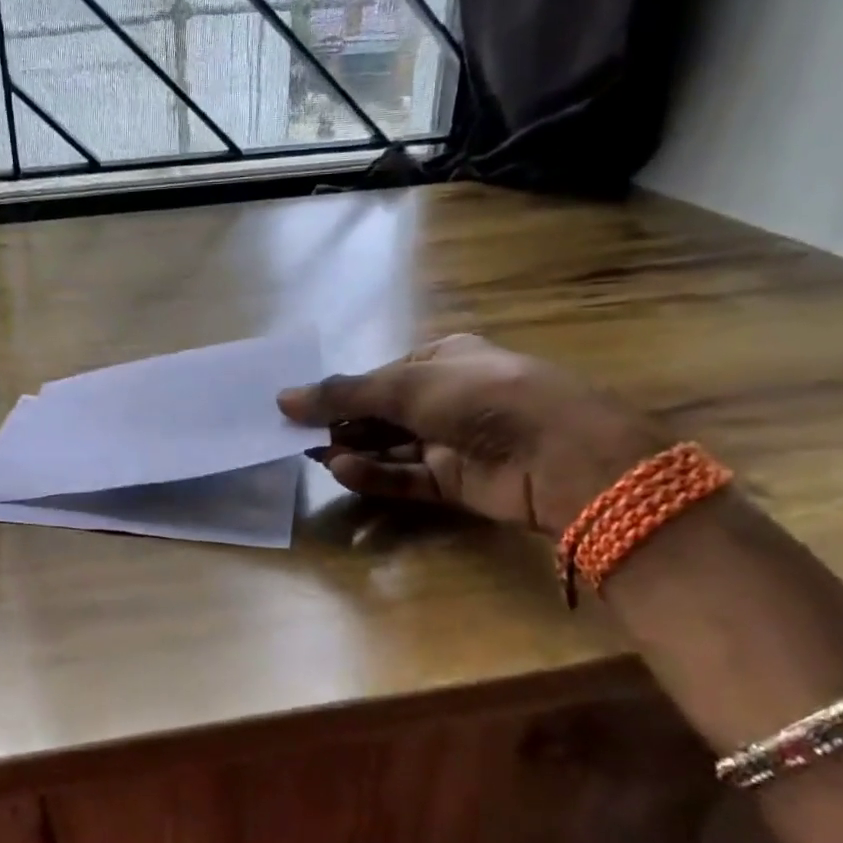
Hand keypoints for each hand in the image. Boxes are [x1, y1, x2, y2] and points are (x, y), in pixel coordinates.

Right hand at [277, 334, 663, 532]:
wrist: (560, 455)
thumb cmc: (482, 397)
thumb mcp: (407, 386)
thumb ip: (343, 394)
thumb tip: (282, 398)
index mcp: (442, 360)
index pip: (380, 377)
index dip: (340, 391)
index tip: (298, 407)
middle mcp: (447, 399)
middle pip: (381, 413)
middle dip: (342, 424)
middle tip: (297, 437)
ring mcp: (452, 442)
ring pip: (390, 447)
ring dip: (354, 450)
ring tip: (315, 455)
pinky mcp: (455, 482)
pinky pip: (406, 477)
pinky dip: (375, 475)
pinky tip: (344, 472)